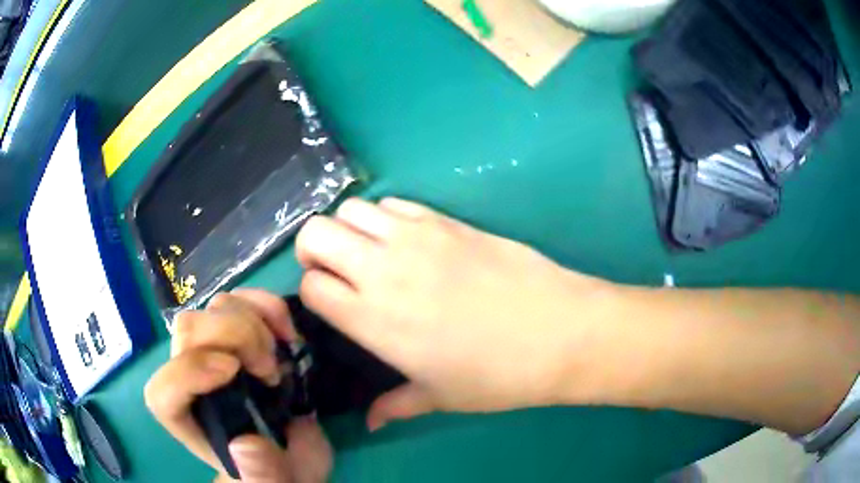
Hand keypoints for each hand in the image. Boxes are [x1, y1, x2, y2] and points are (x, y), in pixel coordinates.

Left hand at [145, 290, 332, 482]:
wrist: (292, 452)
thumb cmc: (277, 470)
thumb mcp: (274, 482)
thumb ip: (261, 474)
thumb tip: (245, 444)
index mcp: (191, 421)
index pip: (163, 392)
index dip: (187, 372)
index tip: (233, 371)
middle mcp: (193, 379)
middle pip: (187, 333)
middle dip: (232, 338)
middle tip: (268, 370)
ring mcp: (215, 351)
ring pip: (212, 308)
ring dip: (251, 321)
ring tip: (278, 355)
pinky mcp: (239, 336)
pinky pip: (242, 300)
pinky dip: (265, 305)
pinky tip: (286, 329)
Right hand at [295, 198, 621, 429]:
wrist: (559, 331)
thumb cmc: (497, 374)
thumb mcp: (439, 396)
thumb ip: (395, 405)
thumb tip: (371, 421)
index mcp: (374, 320)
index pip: (310, 286)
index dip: (312, 291)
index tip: (329, 302)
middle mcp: (383, 270)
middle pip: (316, 233)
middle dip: (313, 249)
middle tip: (334, 270)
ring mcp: (415, 238)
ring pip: (350, 209)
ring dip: (348, 228)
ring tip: (369, 252)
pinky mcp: (446, 219)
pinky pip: (394, 203)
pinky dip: (385, 217)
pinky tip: (406, 240)